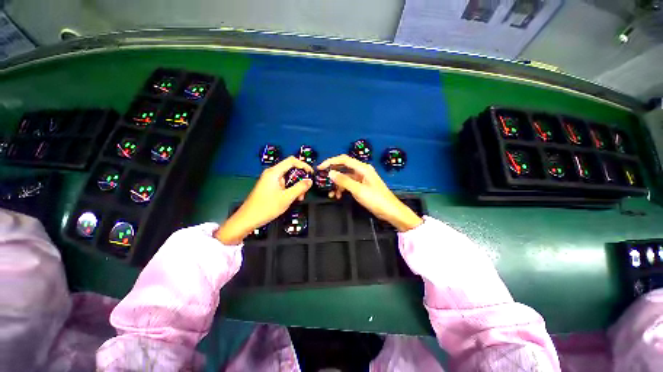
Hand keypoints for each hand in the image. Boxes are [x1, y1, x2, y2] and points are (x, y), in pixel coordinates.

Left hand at [215, 157, 312, 244]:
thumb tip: (310, 181)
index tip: (311, 174)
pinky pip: (283, 184)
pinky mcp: (269, 187)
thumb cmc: (266, 207)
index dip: (303, 165)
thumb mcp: (287, 198)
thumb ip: (300, 188)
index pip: (292, 161)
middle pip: (290, 170)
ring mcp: (270, 180)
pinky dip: (290, 190)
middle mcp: (272, 174)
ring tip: (299, 198)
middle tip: (305, 191)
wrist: (247, 219)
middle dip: (300, 179)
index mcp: (274, 172)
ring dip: (296, 187)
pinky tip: (292, 199)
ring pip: (288, 179)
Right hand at [318, 154, 422, 231]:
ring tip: (331, 194)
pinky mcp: (361, 186)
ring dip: (337, 184)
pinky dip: (342, 189)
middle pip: (344, 168)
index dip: (331, 161)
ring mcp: (362, 179)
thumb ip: (344, 181)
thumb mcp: (358, 190)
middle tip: (322, 179)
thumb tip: (330, 173)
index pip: (344, 160)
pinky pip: (349, 184)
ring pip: (345, 178)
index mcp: (363, 168)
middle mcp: (362, 171)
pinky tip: (338, 196)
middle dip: (333, 174)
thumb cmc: (376, 199)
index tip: (320, 168)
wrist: (391, 211)